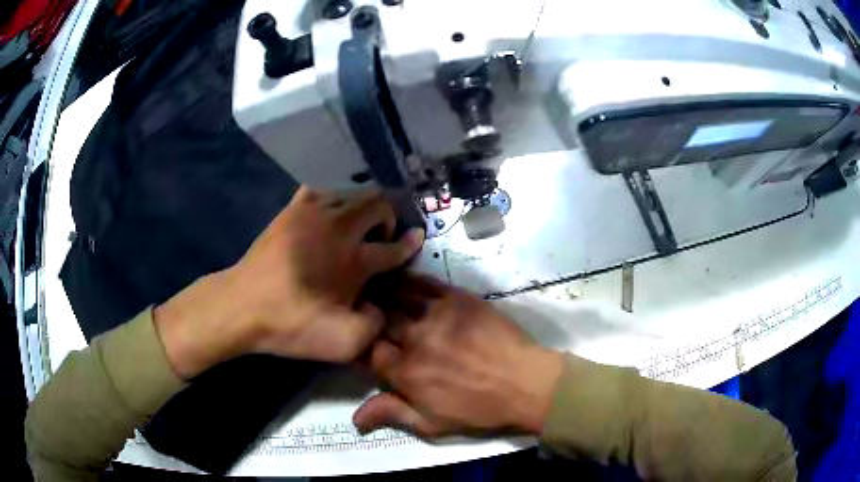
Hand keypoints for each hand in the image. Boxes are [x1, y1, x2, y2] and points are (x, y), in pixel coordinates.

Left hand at [154, 187, 424, 378]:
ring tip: (354, 230)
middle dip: (388, 218)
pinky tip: (327, 218)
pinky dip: (333, 199)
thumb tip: (379, 306)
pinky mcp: (291, 208)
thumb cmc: (291, 324)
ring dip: (362, 208)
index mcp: (353, 259)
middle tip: (379, 240)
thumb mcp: (342, 343)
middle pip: (378, 202)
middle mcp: (337, 226)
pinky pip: (322, 189)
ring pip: (352, 192)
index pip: (393, 246)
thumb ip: (375, 325)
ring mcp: (312, 211)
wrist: (241, 307)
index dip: (409, 245)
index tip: (416, 239)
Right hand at [353, 276, 563, 437]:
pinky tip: (401, 278)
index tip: (367, 347)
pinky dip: (408, 280)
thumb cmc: (479, 410)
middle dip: (370, 319)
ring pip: (395, 297)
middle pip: (379, 321)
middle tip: (369, 316)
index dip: (364, 349)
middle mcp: (414, 340)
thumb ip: (392, 415)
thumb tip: (355, 418)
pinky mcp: (457, 298)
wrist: (524, 384)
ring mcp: (435, 315)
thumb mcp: (433, 424)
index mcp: (405, 373)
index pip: (368, 352)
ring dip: (382, 294)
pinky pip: (424, 283)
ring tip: (375, 290)